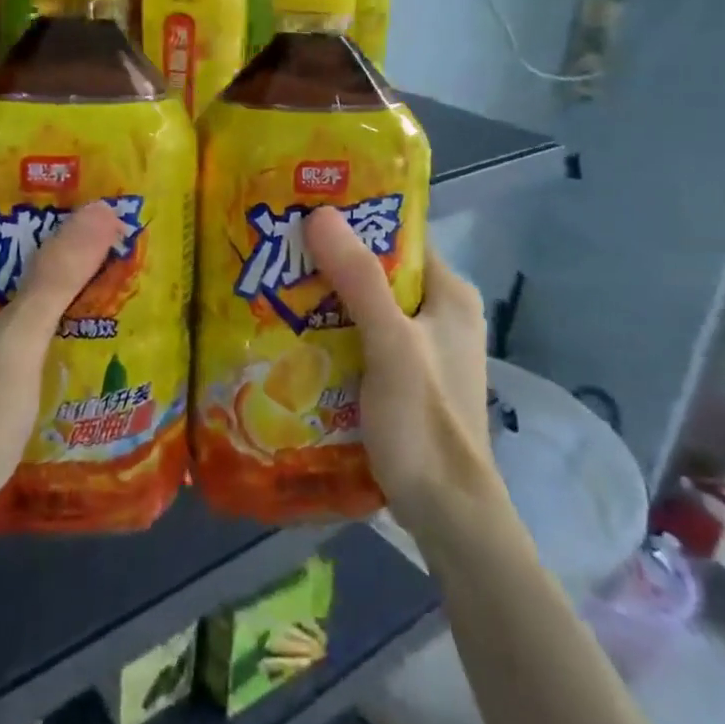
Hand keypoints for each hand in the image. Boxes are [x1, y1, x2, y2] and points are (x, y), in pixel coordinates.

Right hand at [302, 207, 495, 536]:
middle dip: (331, 262)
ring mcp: (422, 350)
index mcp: (450, 295)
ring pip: (366, 308)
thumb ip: (359, 280)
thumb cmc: (424, 421)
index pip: (399, 237)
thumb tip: (320, 213)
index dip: (355, 220)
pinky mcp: (403, 380)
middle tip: (278, 251)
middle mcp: (439, 314)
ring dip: (326, 300)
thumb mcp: (390, 343)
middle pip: (379, 272)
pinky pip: (362, 340)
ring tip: (274, 286)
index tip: (304, 210)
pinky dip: (332, 333)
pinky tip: (293, 335)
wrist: (446, 513)